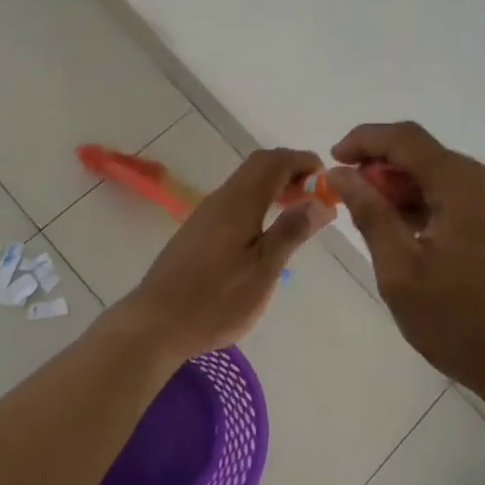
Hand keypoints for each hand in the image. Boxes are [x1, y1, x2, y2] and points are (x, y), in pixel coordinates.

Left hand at [126, 147, 332, 361]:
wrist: (156, 323)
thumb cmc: (216, 300)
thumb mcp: (263, 270)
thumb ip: (291, 231)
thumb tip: (321, 200)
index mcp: (239, 202)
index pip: (275, 161)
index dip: (303, 161)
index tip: (327, 180)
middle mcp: (221, 198)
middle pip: (258, 166)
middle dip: (290, 170)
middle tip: (315, 195)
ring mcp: (206, 213)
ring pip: (245, 182)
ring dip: (274, 186)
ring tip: (297, 212)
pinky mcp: (197, 230)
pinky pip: (234, 200)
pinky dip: (258, 201)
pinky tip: (265, 231)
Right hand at [328, 122, 484, 409]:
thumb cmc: (463, 324)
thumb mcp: (401, 272)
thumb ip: (370, 213)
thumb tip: (341, 174)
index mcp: (469, 185)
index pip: (407, 139)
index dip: (365, 140)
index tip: (334, 159)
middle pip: (430, 158)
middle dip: (387, 173)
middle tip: (354, 203)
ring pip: (450, 178)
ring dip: (412, 192)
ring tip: (382, 226)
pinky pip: (471, 197)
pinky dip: (439, 206)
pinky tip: (419, 236)